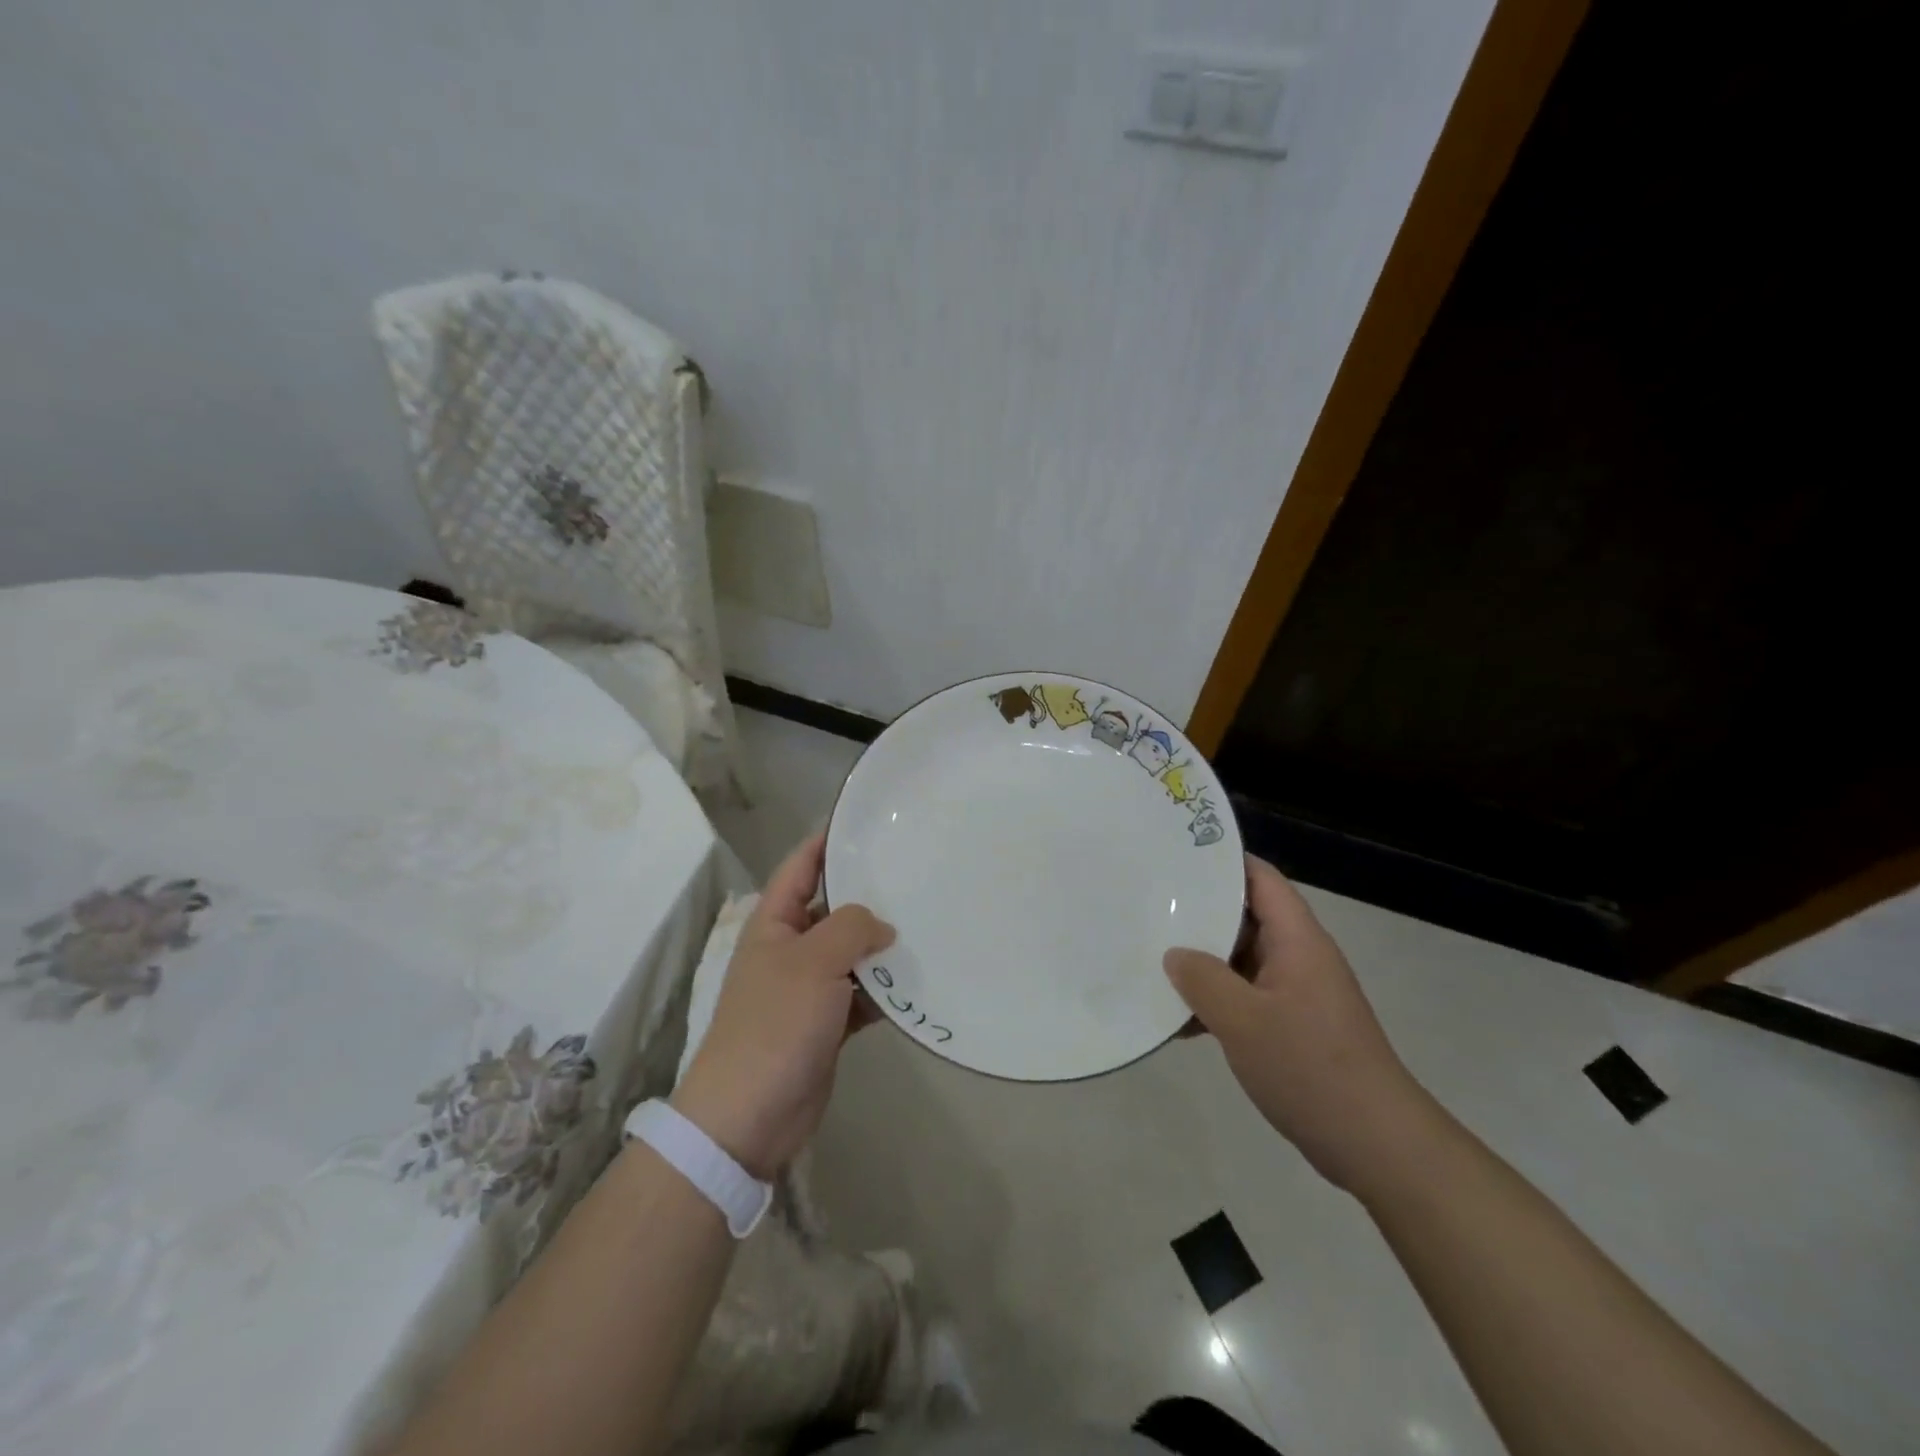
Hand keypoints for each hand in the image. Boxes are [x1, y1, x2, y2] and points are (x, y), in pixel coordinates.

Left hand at [673, 834, 894, 1178]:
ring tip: (928, 923)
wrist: (749, 1117)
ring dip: (882, 946)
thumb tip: (883, 926)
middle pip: (833, 908)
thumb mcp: (813, 963)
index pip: (801, 866)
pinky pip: (862, 993)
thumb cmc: (774, 1025)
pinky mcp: (827, 1023)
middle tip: (915, 873)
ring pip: (852, 953)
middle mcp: (790, 948)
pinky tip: (919, 981)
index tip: (867, 822)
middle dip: (869, 893)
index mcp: (774, 923)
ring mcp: (809, 988)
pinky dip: (885, 989)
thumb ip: (851, 929)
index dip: (827, 841)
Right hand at [1164, 855, 1431, 1192]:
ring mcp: (1296, 993)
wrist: (1375, 1145)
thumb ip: (1202, 979)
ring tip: (1150, 960)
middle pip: (1245, 916)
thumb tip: (1174, 955)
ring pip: (1240, 960)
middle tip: (1148, 907)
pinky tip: (1178, 1021)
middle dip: (1199, 913)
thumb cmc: (1310, 1067)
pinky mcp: (1292, 1026)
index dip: (1220, 861)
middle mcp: (1299, 956)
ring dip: (1202, 963)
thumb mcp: (1243, 1020)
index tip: (1173, 857)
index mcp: (1297, 939)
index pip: (1259, 878)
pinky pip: (1246, 997)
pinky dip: (1215, 1001)